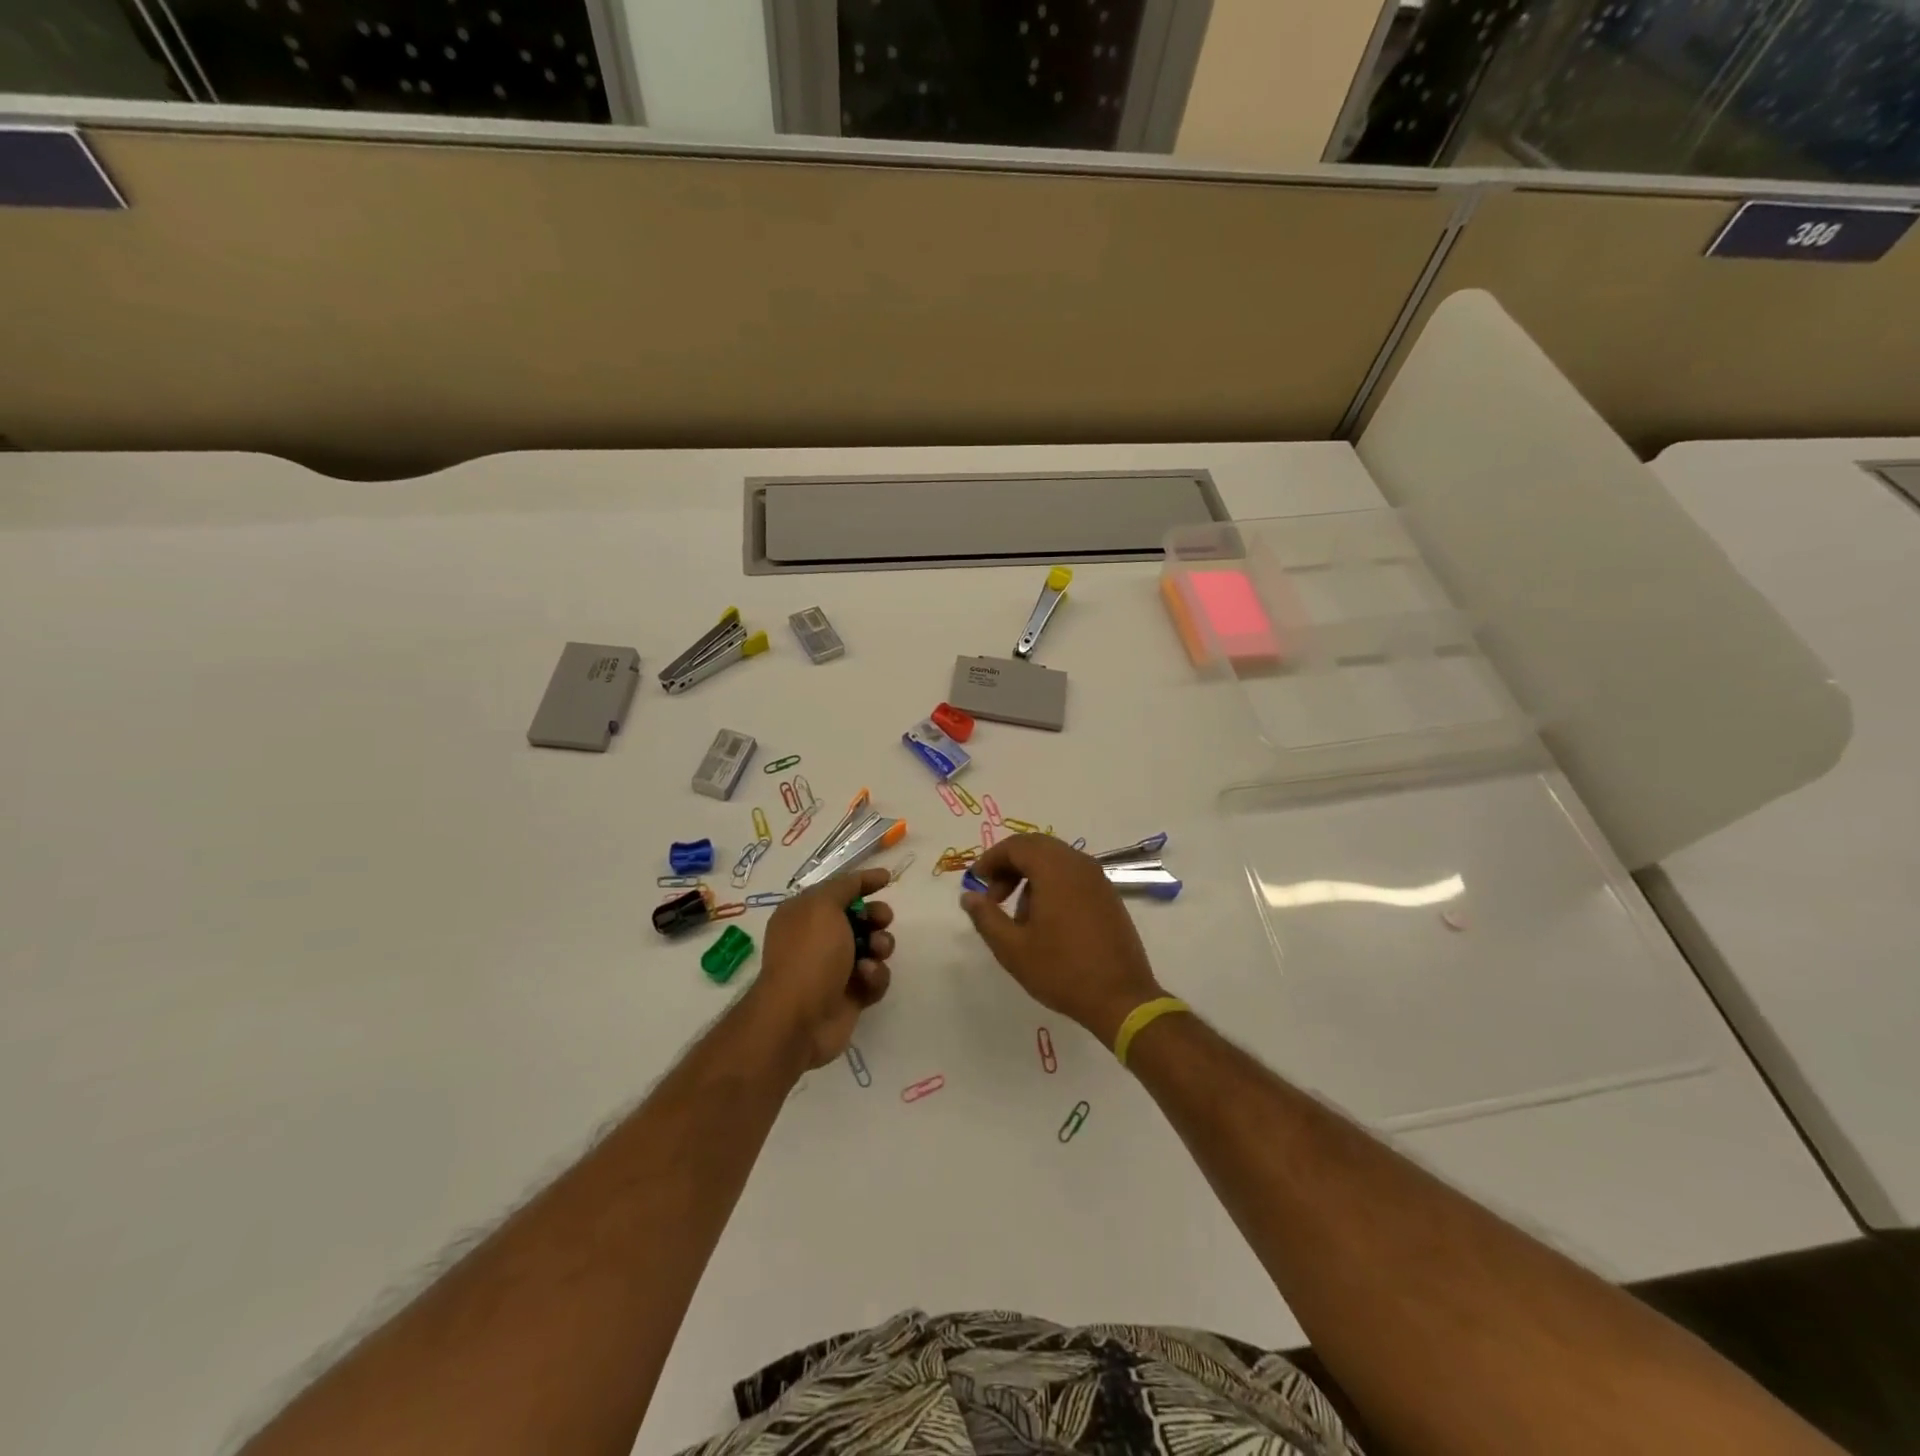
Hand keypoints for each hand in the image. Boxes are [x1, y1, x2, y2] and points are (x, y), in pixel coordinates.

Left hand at [744, 868, 894, 1070]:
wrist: (799, 1018)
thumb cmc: (809, 954)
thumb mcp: (823, 906)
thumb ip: (845, 886)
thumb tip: (863, 879)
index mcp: (804, 914)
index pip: (838, 890)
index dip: (862, 882)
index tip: (887, 879)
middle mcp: (818, 939)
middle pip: (860, 918)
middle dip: (876, 916)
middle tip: (882, 920)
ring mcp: (835, 969)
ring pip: (873, 948)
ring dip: (880, 946)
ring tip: (875, 952)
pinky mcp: (851, 995)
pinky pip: (874, 978)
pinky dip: (874, 976)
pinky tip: (865, 979)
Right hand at [960, 834, 1164, 1044]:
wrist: (1121, 998)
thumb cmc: (1062, 970)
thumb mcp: (1012, 948)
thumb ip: (986, 917)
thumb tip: (969, 896)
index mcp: (1055, 870)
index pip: (1016, 846)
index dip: (991, 859)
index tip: (976, 882)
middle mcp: (1079, 865)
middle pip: (1036, 847)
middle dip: (1010, 866)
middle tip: (994, 896)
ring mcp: (1098, 879)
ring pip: (1056, 860)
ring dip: (1031, 876)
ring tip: (1018, 916)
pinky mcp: (1108, 896)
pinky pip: (1073, 875)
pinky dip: (1052, 885)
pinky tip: (1046, 921)